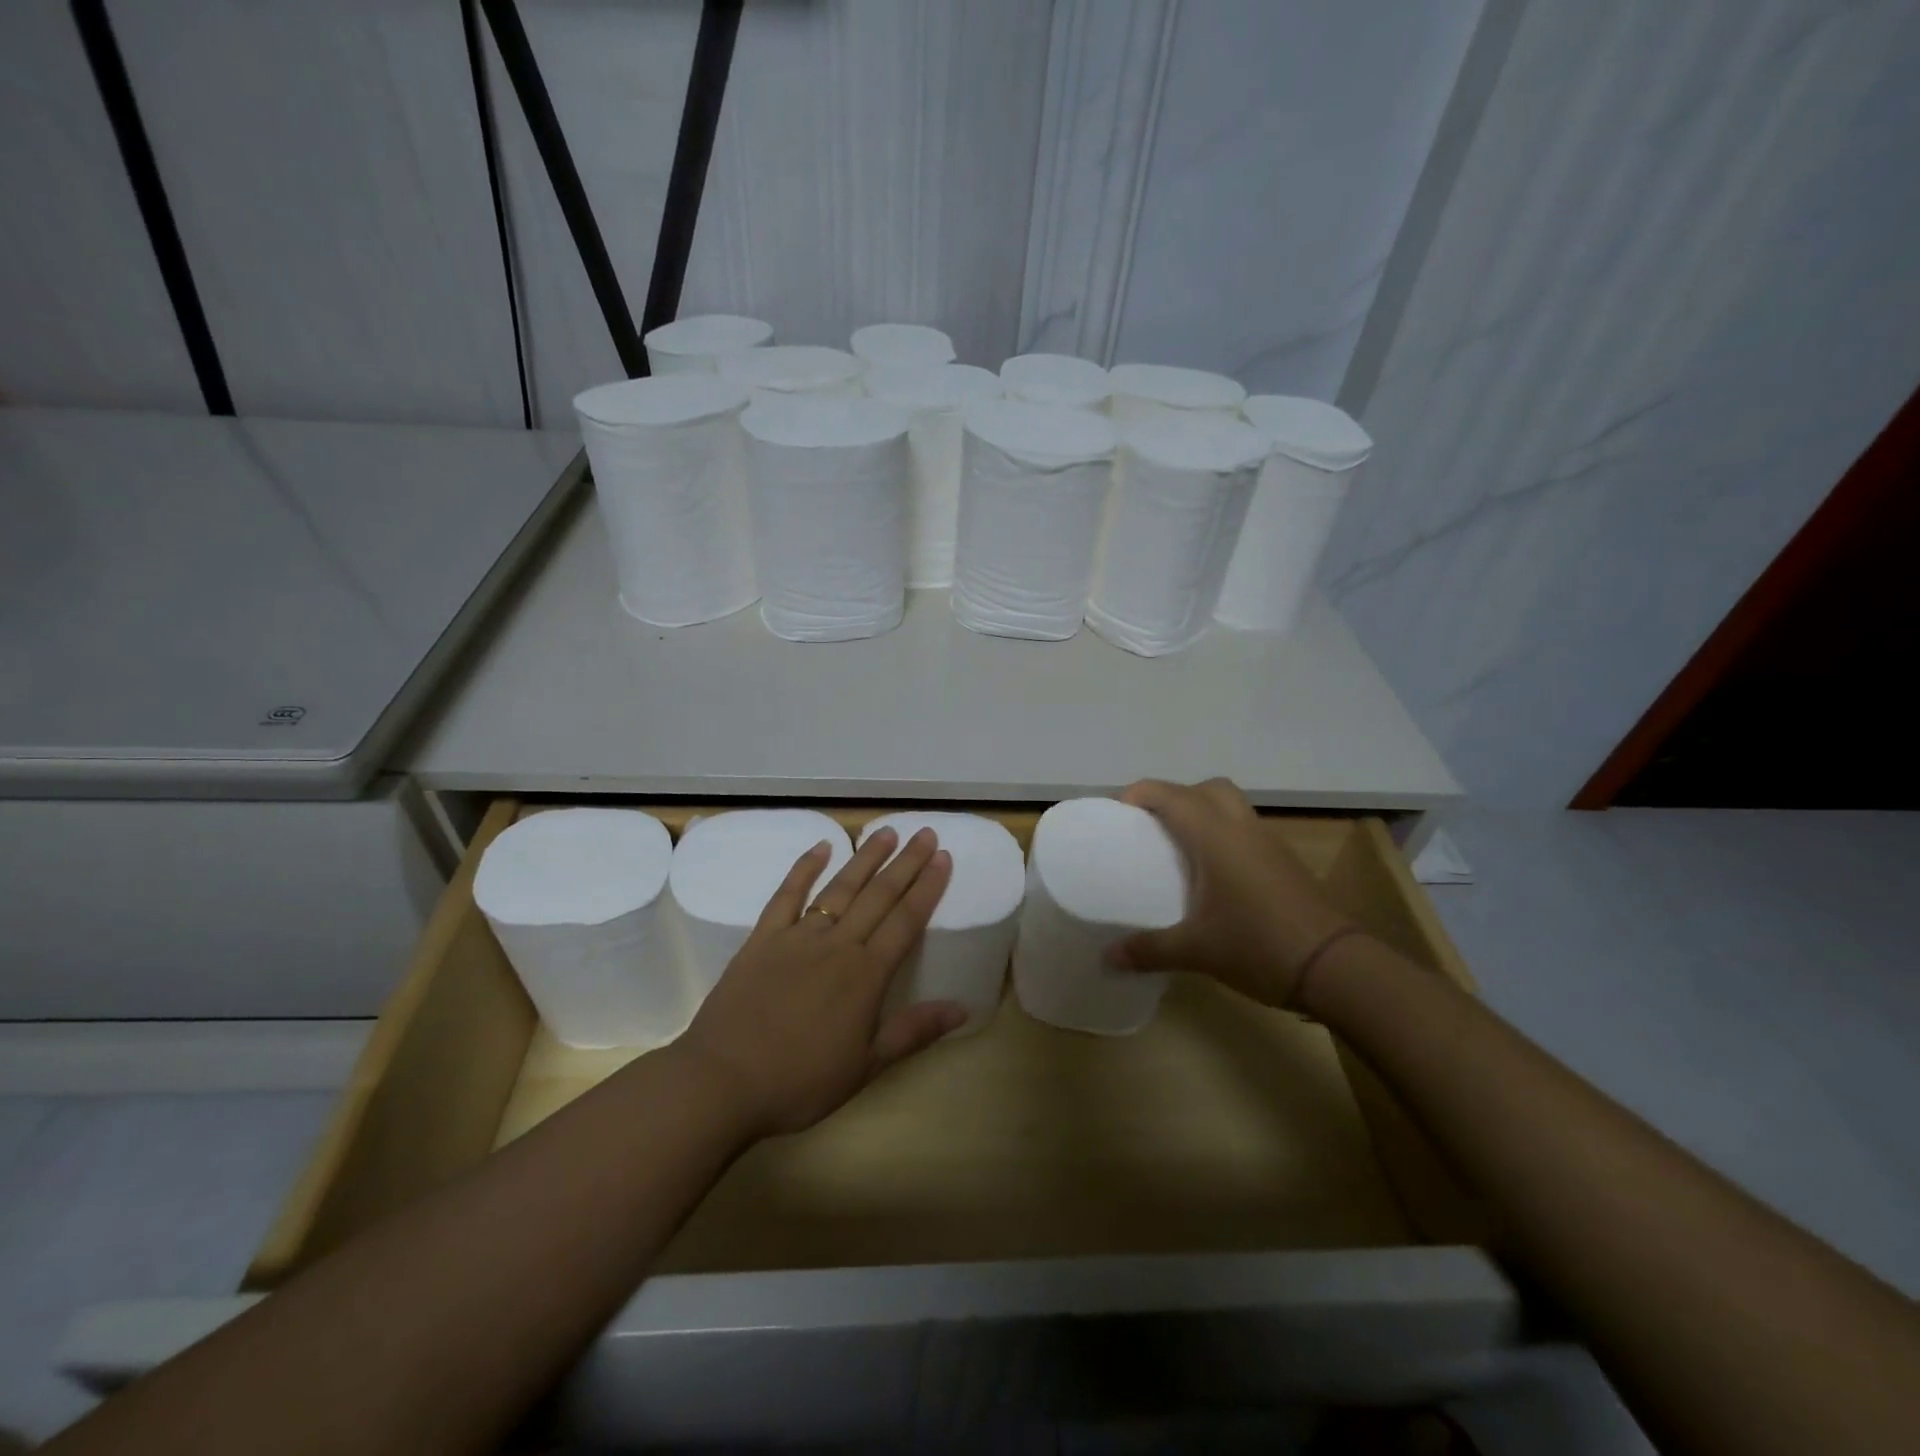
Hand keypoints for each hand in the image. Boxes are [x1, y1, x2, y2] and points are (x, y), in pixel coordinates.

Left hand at [673, 826, 964, 1139]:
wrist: (722, 1081)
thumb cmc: (799, 1081)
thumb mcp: (866, 1066)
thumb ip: (914, 1032)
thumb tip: (963, 1008)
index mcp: (865, 975)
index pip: (906, 921)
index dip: (928, 888)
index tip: (944, 857)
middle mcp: (837, 945)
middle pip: (878, 896)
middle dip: (905, 863)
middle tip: (926, 833)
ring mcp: (797, 937)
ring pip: (839, 888)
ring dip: (865, 858)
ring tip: (886, 832)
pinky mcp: (762, 939)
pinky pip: (787, 896)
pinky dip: (804, 868)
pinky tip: (820, 846)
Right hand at [1106, 778, 1353, 1008]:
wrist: (1336, 968)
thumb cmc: (1259, 945)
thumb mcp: (1196, 951)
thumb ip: (1148, 949)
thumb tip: (1107, 956)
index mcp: (1216, 837)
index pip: (1172, 795)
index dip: (1141, 793)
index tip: (1117, 811)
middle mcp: (1242, 829)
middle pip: (1208, 788)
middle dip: (1177, 796)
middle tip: (1152, 825)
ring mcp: (1269, 845)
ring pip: (1232, 807)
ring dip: (1203, 814)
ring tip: (1179, 848)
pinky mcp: (1285, 864)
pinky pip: (1246, 832)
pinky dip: (1224, 837)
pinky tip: (1213, 875)